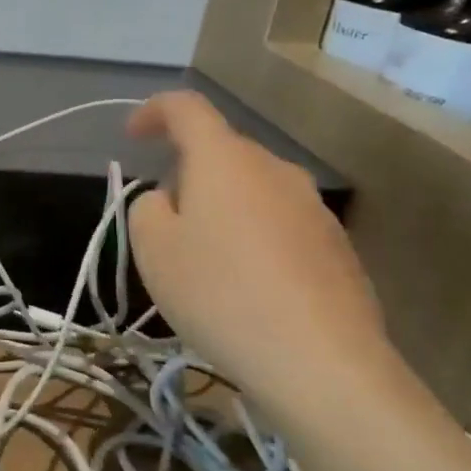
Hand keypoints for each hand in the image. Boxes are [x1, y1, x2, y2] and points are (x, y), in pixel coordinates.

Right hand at [126, 92, 400, 422]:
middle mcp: (274, 169)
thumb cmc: (220, 293)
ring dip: (222, 210)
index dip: (154, 111)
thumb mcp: (153, 249)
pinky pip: (279, 225)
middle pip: (221, 153)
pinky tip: (247, 289)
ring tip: (205, 264)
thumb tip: (172, 200)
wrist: (322, 363)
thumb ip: (148, 207)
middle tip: (165, 224)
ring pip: (252, 191)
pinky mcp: (337, 247)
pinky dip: (254, 240)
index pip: (186, 108)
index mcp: (224, 159)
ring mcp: (314, 207)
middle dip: (187, 175)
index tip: (133, 136)